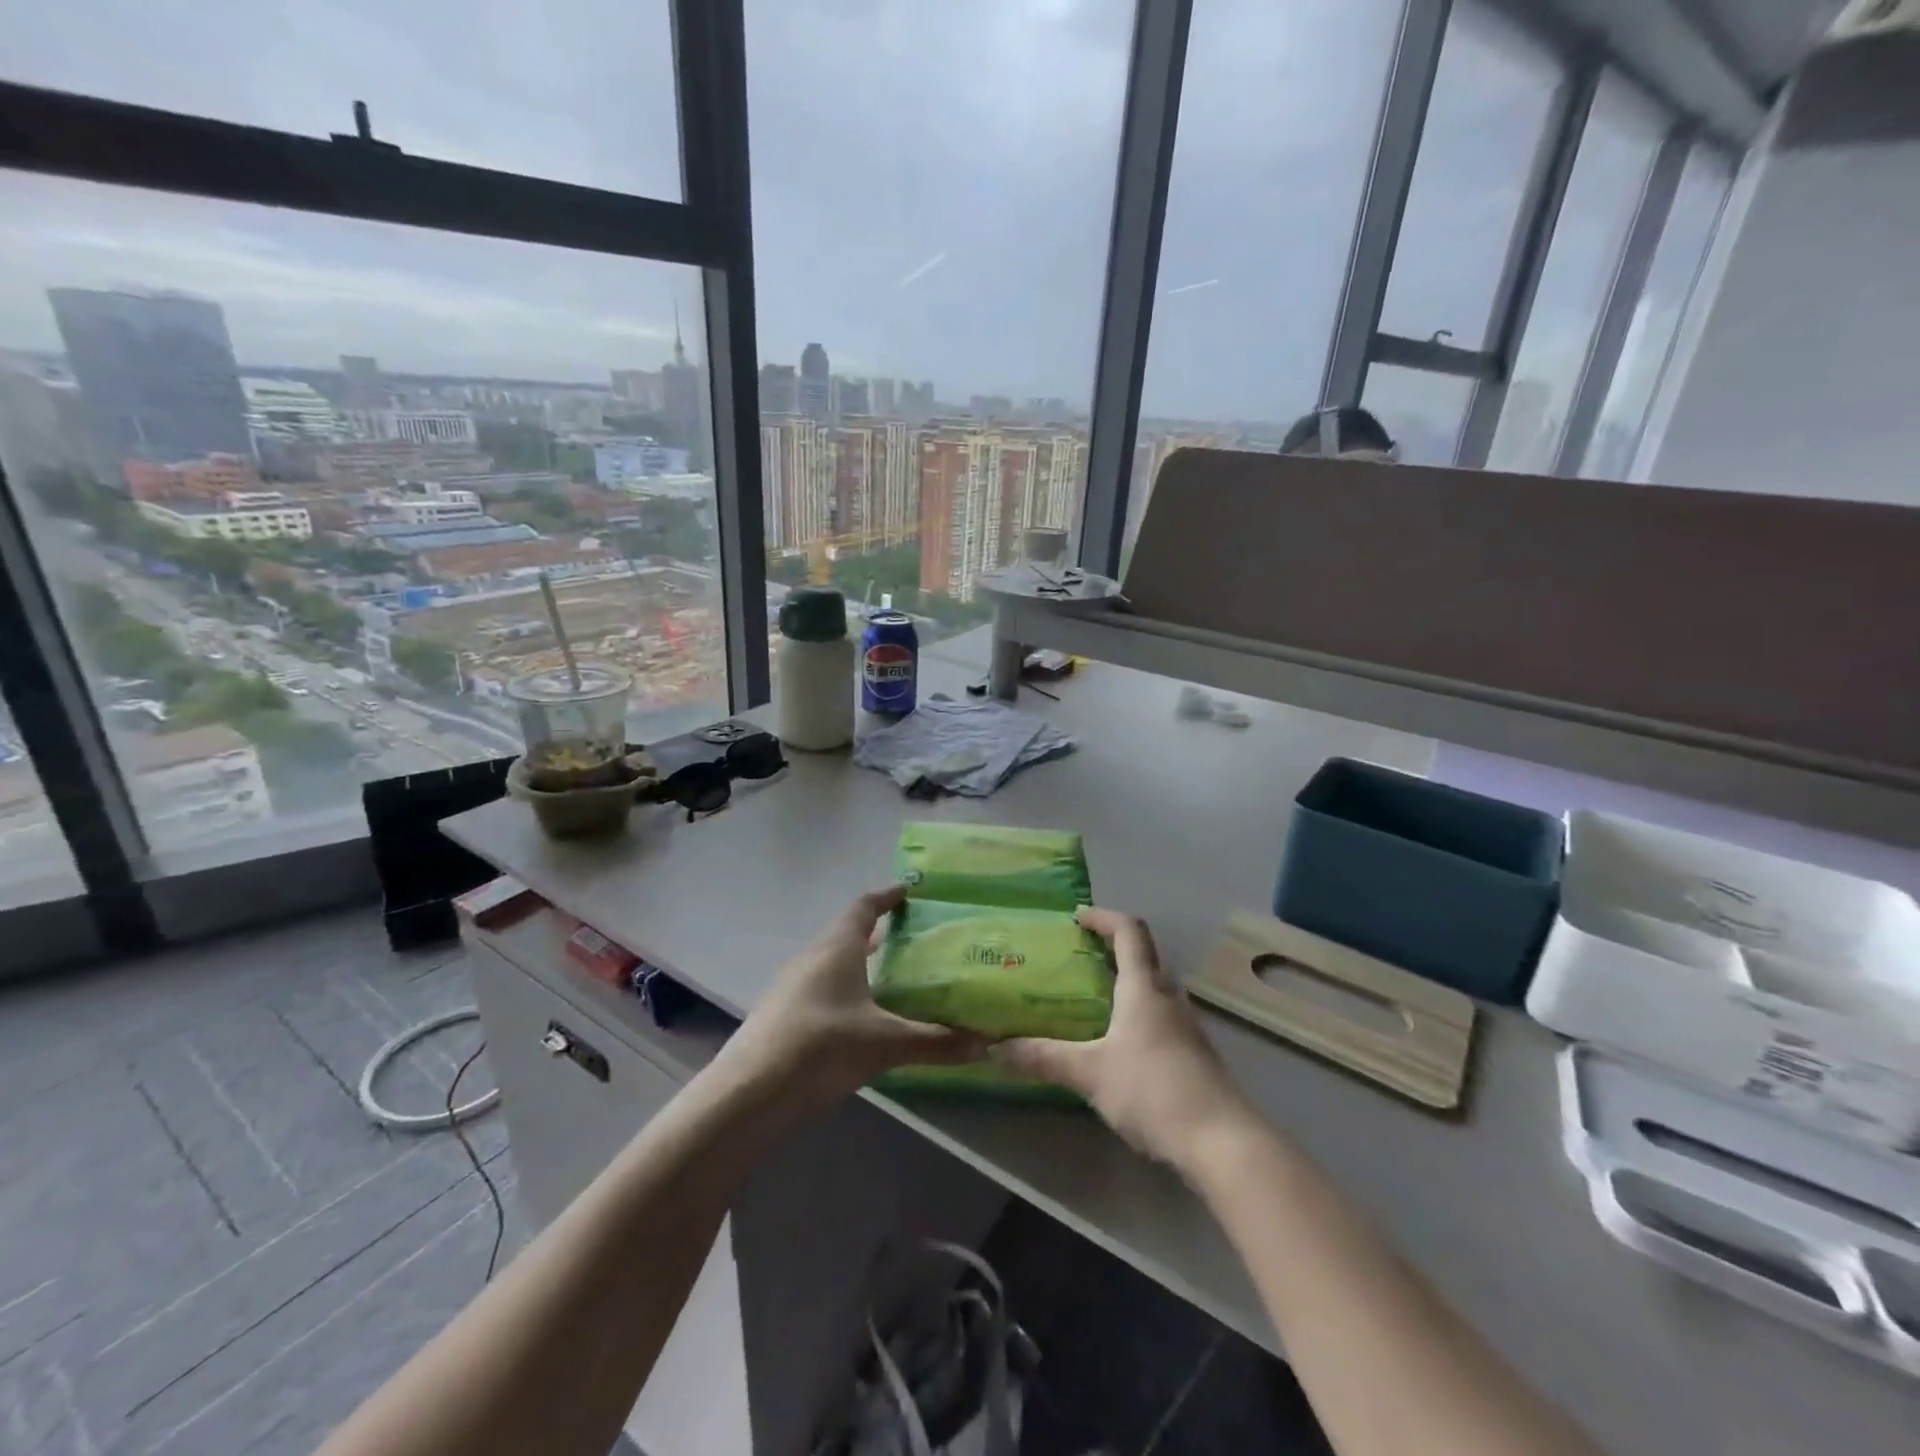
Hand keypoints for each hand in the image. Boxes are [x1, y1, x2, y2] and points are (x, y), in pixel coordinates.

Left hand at [724, 886, 987, 1111]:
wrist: (749, 1093)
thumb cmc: (822, 1047)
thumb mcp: (885, 1044)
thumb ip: (935, 1042)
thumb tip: (987, 1044)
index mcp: (837, 947)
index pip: (864, 906)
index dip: (887, 895)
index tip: (909, 889)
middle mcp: (813, 957)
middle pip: (848, 932)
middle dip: (878, 932)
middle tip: (913, 937)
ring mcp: (793, 985)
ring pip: (833, 961)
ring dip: (861, 962)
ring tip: (893, 974)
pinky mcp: (783, 1013)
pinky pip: (822, 986)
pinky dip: (846, 988)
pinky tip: (862, 1015)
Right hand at [993, 907, 1252, 1166]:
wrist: (1223, 1142)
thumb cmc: (1153, 1091)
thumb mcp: (1090, 1073)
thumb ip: (1044, 1058)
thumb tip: (995, 1047)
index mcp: (1144, 988)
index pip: (1128, 931)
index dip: (1103, 917)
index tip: (1077, 916)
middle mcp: (1168, 997)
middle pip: (1144, 955)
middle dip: (1112, 947)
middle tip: (1077, 955)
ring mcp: (1186, 1026)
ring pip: (1154, 987)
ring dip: (1125, 981)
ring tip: (1091, 996)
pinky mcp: (1193, 1054)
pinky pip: (1160, 1016)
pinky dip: (1136, 1012)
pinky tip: (1118, 1041)